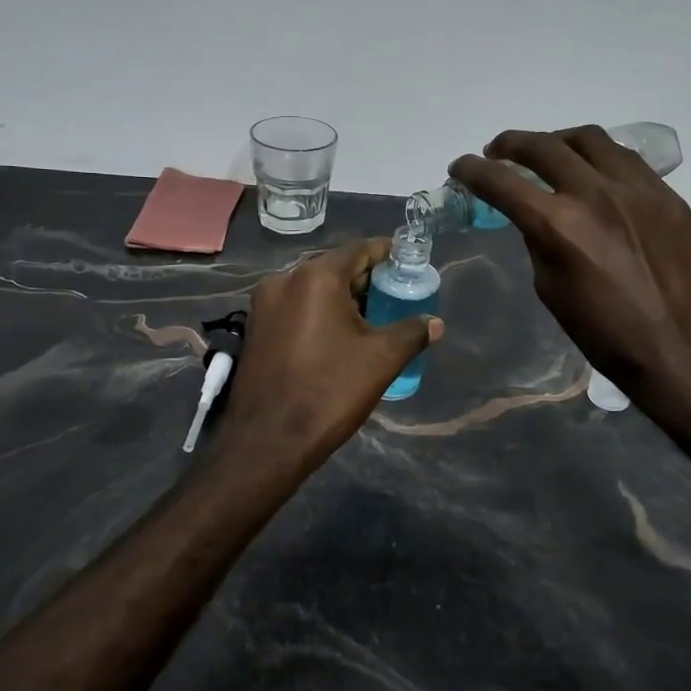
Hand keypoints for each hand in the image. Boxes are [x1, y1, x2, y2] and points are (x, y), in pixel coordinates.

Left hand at [218, 238, 443, 472]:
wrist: (267, 441)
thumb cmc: (329, 391)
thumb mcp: (381, 360)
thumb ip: (412, 332)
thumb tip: (435, 322)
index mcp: (316, 277)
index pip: (359, 249)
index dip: (387, 254)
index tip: (408, 263)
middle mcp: (285, 280)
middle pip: (335, 267)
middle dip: (366, 278)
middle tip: (395, 296)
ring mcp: (264, 304)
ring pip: (313, 288)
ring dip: (343, 297)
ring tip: (372, 319)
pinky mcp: (255, 327)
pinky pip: (296, 306)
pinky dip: (319, 311)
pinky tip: (338, 335)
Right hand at [450, 127, 690, 405]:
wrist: (674, 346)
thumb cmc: (600, 329)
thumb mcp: (549, 285)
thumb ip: (538, 238)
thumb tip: (535, 213)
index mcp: (558, 224)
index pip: (502, 182)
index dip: (473, 170)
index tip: (460, 166)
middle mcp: (595, 193)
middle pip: (543, 146)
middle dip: (511, 144)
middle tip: (497, 151)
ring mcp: (637, 188)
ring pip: (589, 139)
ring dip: (558, 141)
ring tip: (549, 153)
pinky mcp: (666, 194)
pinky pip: (626, 160)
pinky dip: (599, 160)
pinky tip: (595, 175)